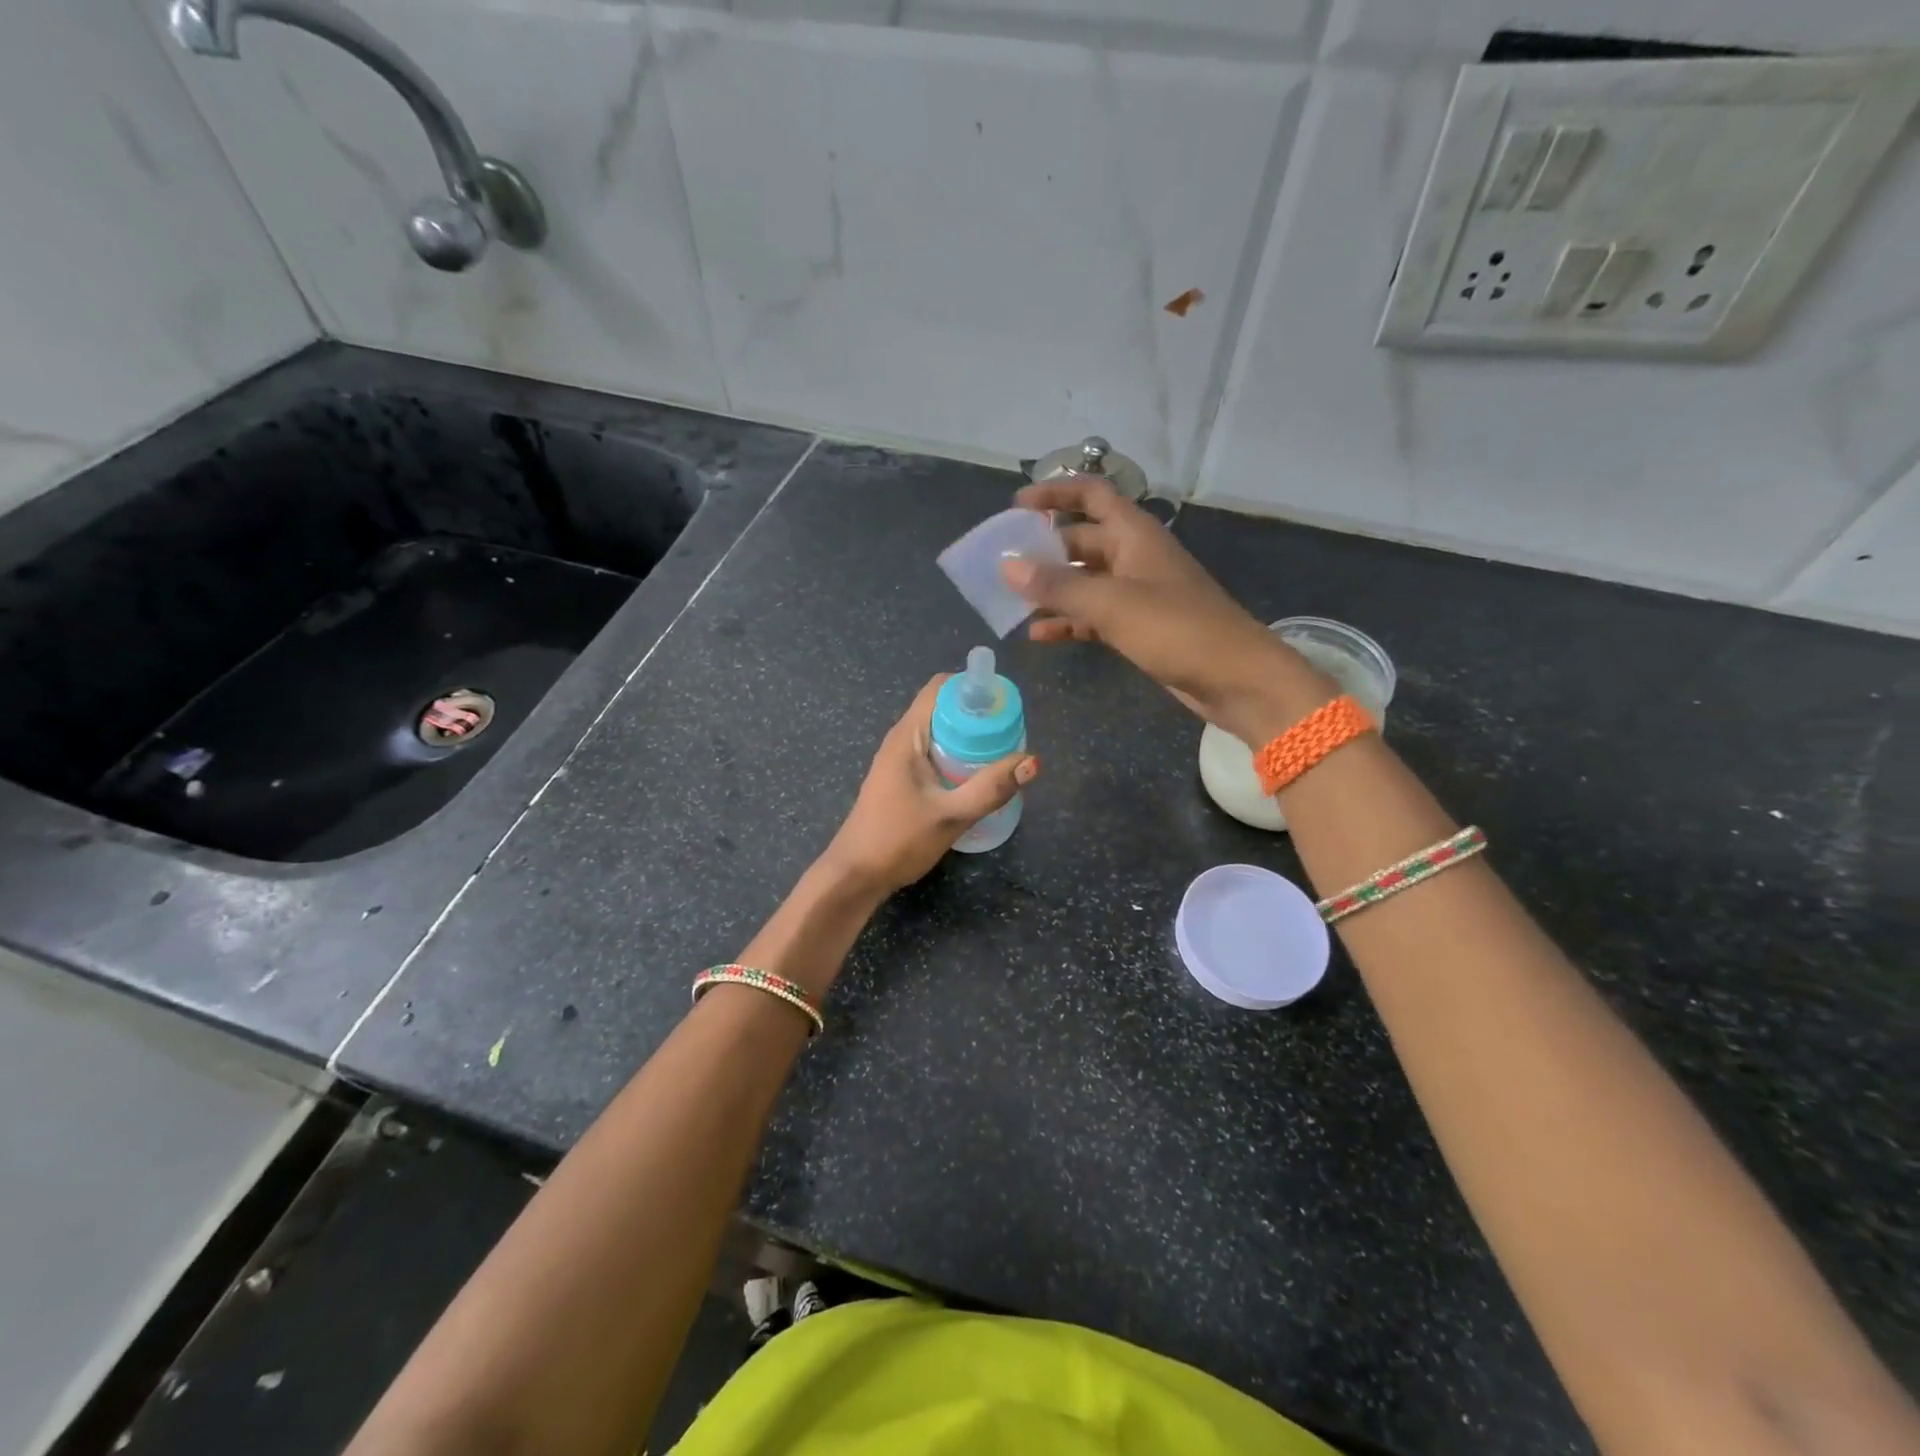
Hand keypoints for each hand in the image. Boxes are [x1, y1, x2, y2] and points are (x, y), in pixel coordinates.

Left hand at [820, 675, 1038, 895]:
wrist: (854, 876)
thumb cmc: (897, 841)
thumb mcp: (950, 816)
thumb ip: (991, 789)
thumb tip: (1033, 761)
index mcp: (907, 736)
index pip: (941, 687)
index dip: (973, 687)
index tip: (1005, 703)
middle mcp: (902, 740)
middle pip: (944, 709)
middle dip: (979, 715)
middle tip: (1013, 733)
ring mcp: (900, 761)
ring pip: (941, 734)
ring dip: (971, 738)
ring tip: (1004, 753)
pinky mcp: (903, 780)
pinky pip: (936, 754)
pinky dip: (959, 756)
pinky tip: (979, 777)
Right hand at [1003, 475, 1332, 744]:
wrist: (1236, 679)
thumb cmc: (1177, 630)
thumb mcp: (1111, 604)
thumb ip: (1058, 585)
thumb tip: (1007, 565)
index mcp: (1135, 535)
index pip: (1092, 495)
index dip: (1055, 493)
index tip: (1016, 506)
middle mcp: (1134, 557)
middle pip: (1082, 540)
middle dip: (1044, 549)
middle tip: (1003, 563)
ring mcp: (1138, 594)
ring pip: (1085, 581)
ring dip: (1053, 589)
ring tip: (1012, 601)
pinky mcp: (1139, 628)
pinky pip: (1094, 616)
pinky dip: (1069, 621)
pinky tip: (1039, 634)